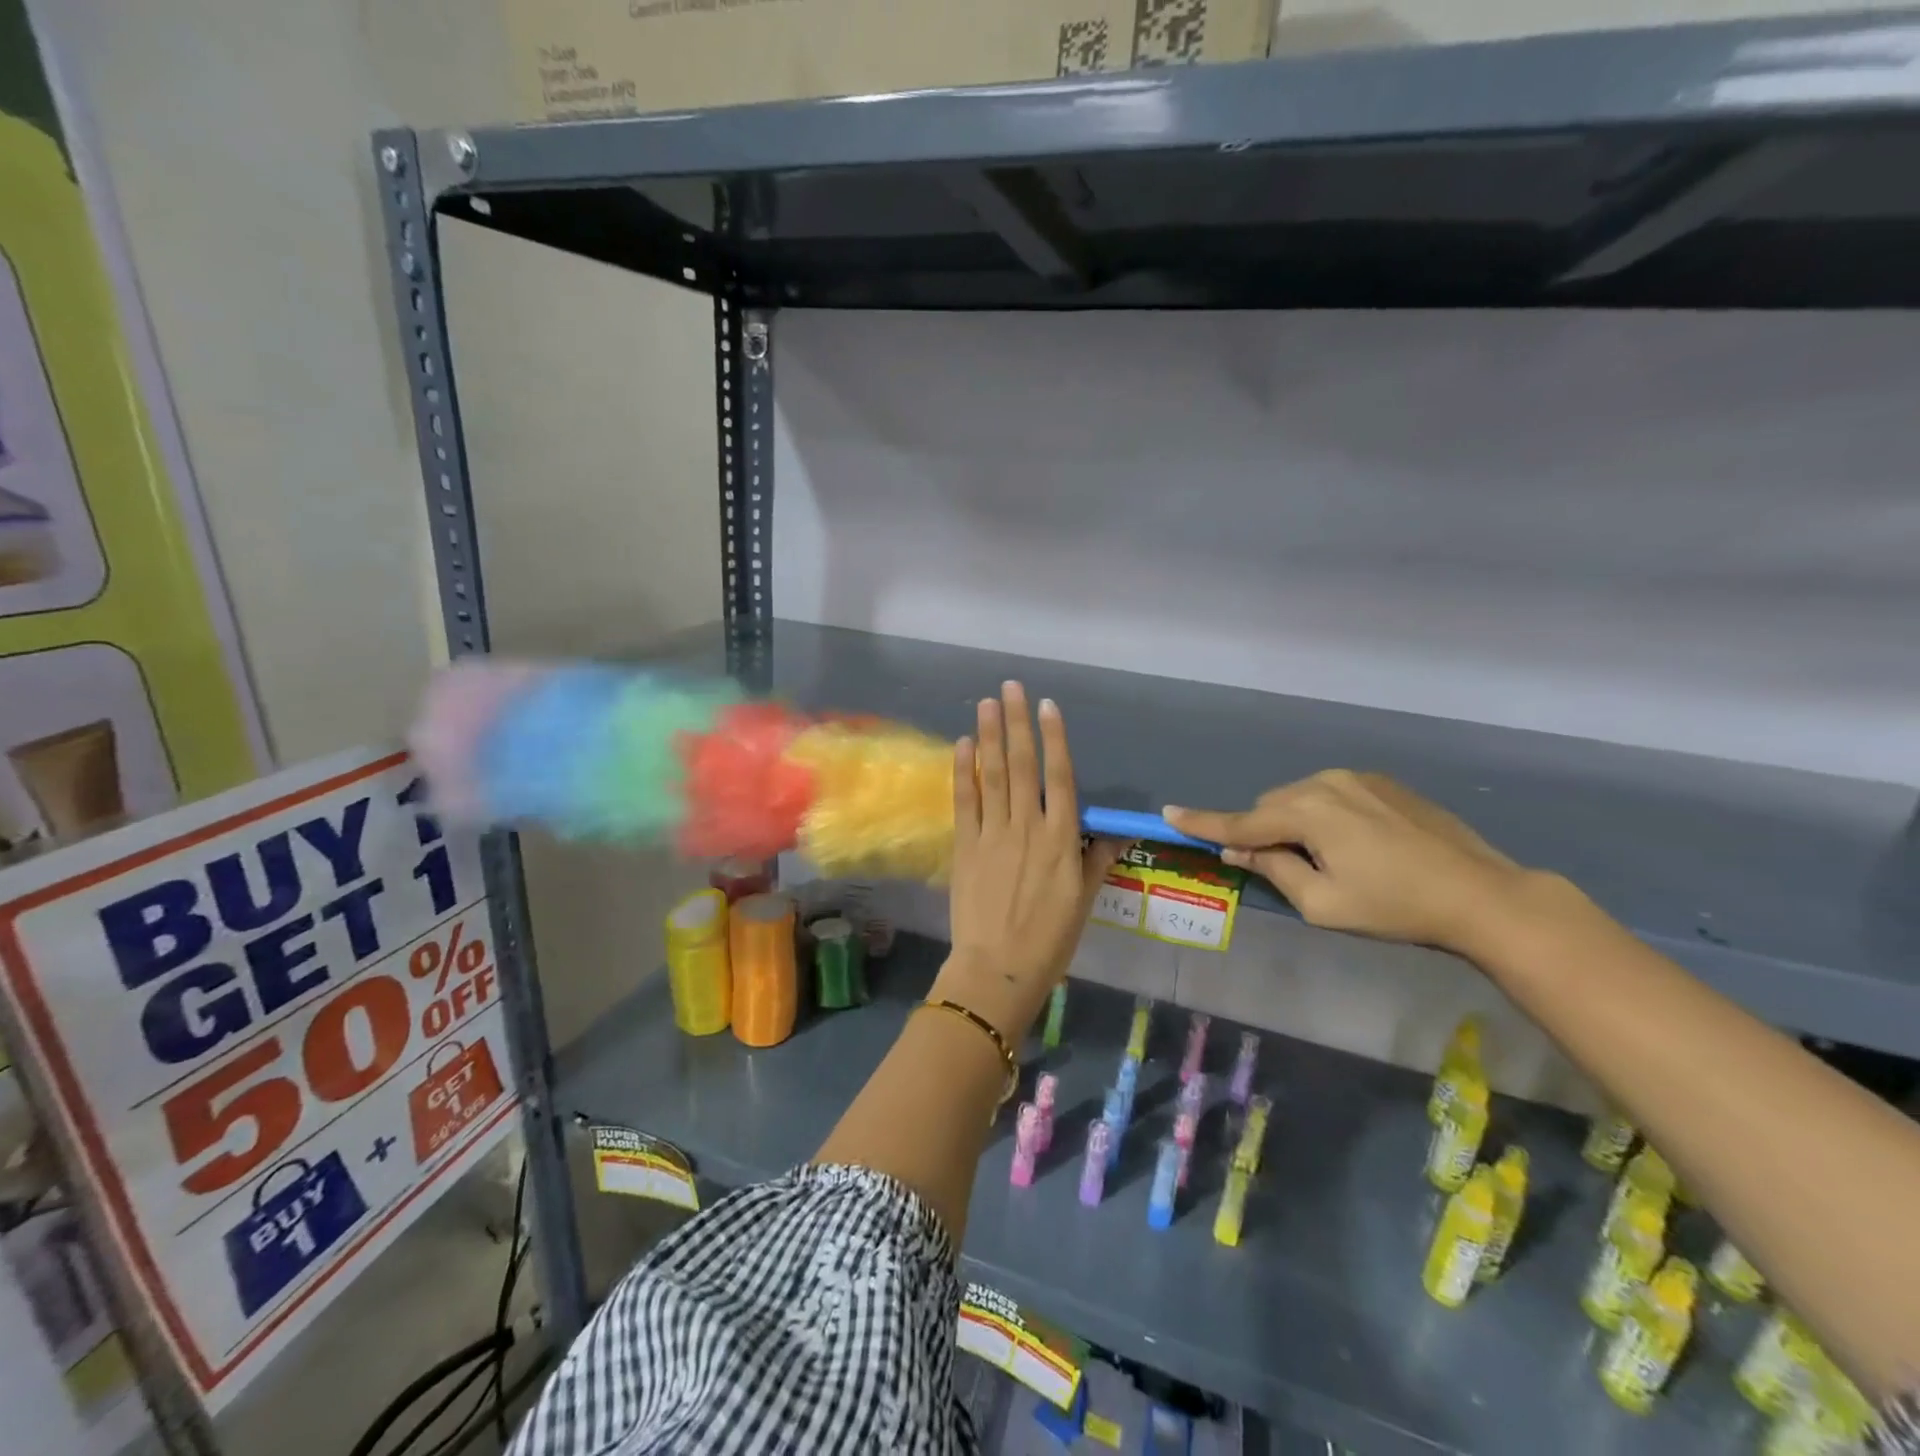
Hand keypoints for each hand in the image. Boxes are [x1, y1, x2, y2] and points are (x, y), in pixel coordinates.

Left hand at [934, 682, 1123, 1040]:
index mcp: (1061, 838)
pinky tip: (963, 743)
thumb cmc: (1050, 938)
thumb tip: (1120, 830)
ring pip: (992, 775)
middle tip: (1010, 687)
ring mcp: (993, 834)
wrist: (999, 969)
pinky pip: (965, 801)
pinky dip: (963, 771)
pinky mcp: (966, 846)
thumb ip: (1099, 858)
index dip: (1054, 738)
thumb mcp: (1084, 899)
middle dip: (1017, 723)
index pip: (1060, 776)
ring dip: (990, 735)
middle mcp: (1028, 826)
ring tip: (986, 702)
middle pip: (1023, 765)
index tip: (1047, 705)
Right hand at [1165, 771, 1528, 952]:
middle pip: (1270, 807)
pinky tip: (1357, 845)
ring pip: (1299, 798)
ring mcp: (1357, 778)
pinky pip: (1331, 794)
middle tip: (1284, 869)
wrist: (1482, 894)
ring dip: (1295, 824)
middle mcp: (1325, 783)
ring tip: (1328, 859)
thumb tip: (1238, 849)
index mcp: (1307, 812)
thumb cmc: (1394, 907)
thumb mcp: (1322, 904)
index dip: (1202, 822)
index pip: (1240, 822)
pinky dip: (1324, 815)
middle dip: (1264, 833)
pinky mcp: (1382, 783)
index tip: (1168, 813)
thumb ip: (1273, 870)